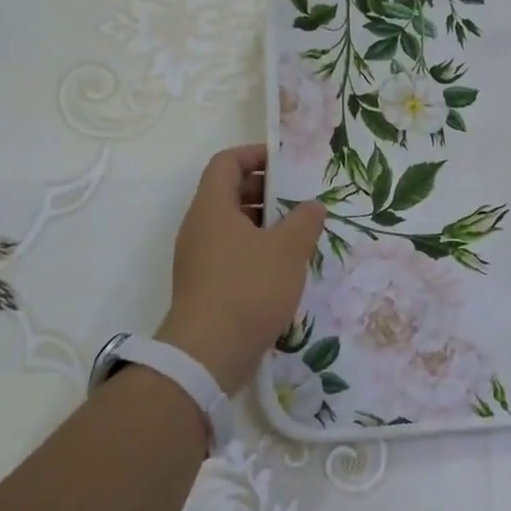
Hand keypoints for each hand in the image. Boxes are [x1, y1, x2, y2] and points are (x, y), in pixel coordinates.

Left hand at [157, 145, 326, 394]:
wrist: (207, 354)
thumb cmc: (248, 289)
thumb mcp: (288, 250)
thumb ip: (305, 221)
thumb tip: (312, 207)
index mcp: (212, 207)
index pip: (226, 163)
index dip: (255, 155)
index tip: (285, 164)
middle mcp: (199, 227)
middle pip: (228, 192)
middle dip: (265, 191)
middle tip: (299, 202)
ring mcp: (198, 258)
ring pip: (231, 226)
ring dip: (264, 223)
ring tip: (298, 235)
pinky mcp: (204, 285)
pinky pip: (230, 253)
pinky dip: (255, 250)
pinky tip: (283, 268)